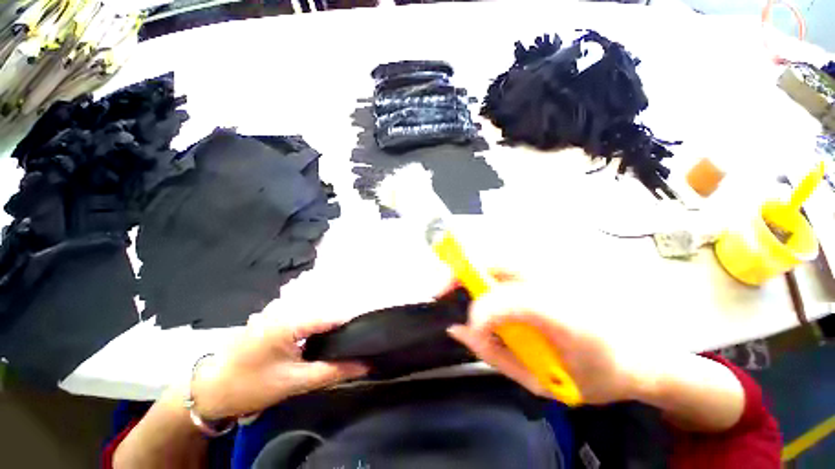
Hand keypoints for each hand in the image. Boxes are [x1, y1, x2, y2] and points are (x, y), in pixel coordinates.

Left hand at [190, 312, 367, 419]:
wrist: (209, 389)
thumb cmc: (250, 386)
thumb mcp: (294, 382)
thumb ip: (332, 371)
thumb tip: (365, 365)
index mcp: (291, 320)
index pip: (333, 316)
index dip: (353, 324)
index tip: (369, 332)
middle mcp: (287, 308)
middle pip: (326, 312)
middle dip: (341, 327)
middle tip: (355, 343)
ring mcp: (279, 310)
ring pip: (315, 314)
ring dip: (328, 328)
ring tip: (340, 343)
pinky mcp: (274, 315)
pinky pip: (303, 317)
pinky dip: (314, 328)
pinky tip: (317, 341)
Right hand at [447, 273, 648, 403]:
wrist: (640, 357)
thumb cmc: (596, 375)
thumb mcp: (541, 382)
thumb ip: (493, 354)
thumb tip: (457, 328)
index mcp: (562, 314)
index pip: (507, 297)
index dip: (475, 304)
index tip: (455, 317)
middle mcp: (554, 280)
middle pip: (493, 261)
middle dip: (459, 274)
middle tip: (441, 293)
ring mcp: (551, 270)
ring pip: (495, 260)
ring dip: (471, 275)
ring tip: (461, 296)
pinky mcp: (547, 270)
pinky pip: (504, 266)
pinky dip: (485, 277)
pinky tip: (487, 297)